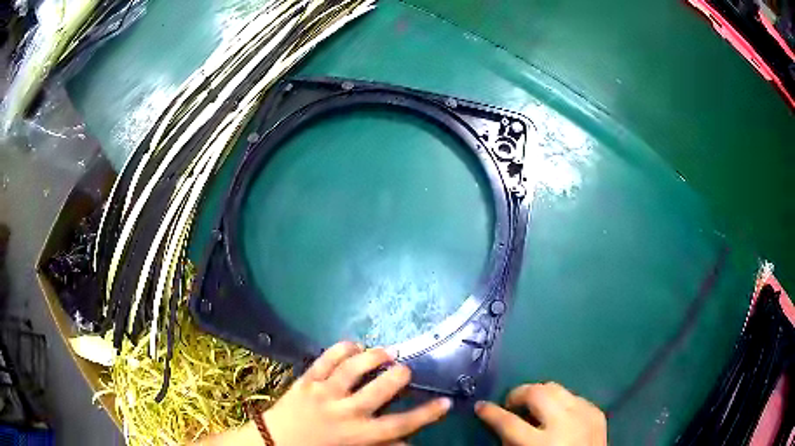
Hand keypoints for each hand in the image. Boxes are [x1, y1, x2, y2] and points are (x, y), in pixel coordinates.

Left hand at [262, 341, 451, 445]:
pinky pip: (325, 359)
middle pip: (380, 389)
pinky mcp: (306, 380)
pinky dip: (342, 348)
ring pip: (353, 368)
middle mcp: (345, 411)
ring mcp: (324, 393)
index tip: (446, 403)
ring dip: (373, 356)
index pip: (400, 424)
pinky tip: (354, 344)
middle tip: (405, 370)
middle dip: (398, 375)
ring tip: (385, 352)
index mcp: (359, 434)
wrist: (274, 442)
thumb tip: (409, 442)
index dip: (426, 413)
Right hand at [475, 382, 606, 445]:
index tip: (481, 406)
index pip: (509, 422)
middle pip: (537, 393)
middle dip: (519, 393)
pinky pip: (574, 397)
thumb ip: (512, 442)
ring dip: (541, 395)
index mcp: (541, 444)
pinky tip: (559, 415)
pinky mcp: (597, 412)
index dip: (491, 413)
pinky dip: (562, 402)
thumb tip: (502, 423)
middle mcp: (565, 424)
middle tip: (512, 404)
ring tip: (535, 407)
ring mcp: (585, 415)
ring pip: (557, 388)